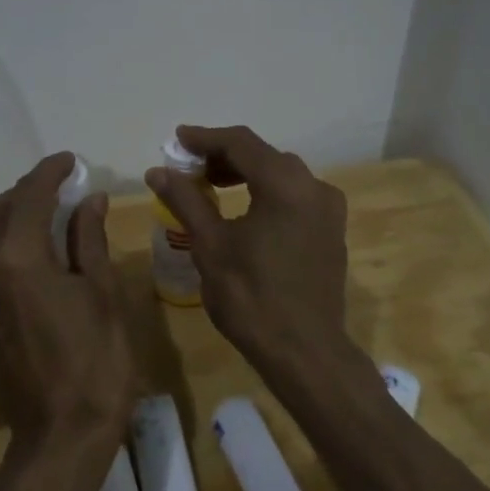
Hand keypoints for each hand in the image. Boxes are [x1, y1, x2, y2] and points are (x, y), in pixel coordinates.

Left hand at [0, 152, 136, 453]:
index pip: (30, 197)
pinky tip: (32, 246)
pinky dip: (3, 240)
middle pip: (0, 210)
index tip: (70, 160)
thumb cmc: (96, 361)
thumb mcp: (102, 293)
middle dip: (28, 189)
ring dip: (12, 213)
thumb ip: (90, 239)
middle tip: (61, 184)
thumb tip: (88, 199)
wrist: (61, 434)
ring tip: (47, 210)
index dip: (50, 172)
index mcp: (20, 259)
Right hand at [145, 125, 366, 401]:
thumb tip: (158, 171)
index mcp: (285, 184)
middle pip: (263, 155)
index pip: (241, 143)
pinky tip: (244, 212)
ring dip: (246, 174)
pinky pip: (295, 197)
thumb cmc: (251, 297)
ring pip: (282, 175)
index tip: (177, 140)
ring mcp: (329, 210)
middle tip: (189, 168)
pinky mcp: (332, 231)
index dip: (205, 138)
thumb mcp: (210, 246)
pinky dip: (266, 193)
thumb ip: (186, 200)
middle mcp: (314, 187)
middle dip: (224, 156)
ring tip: (210, 187)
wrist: (305, 352)